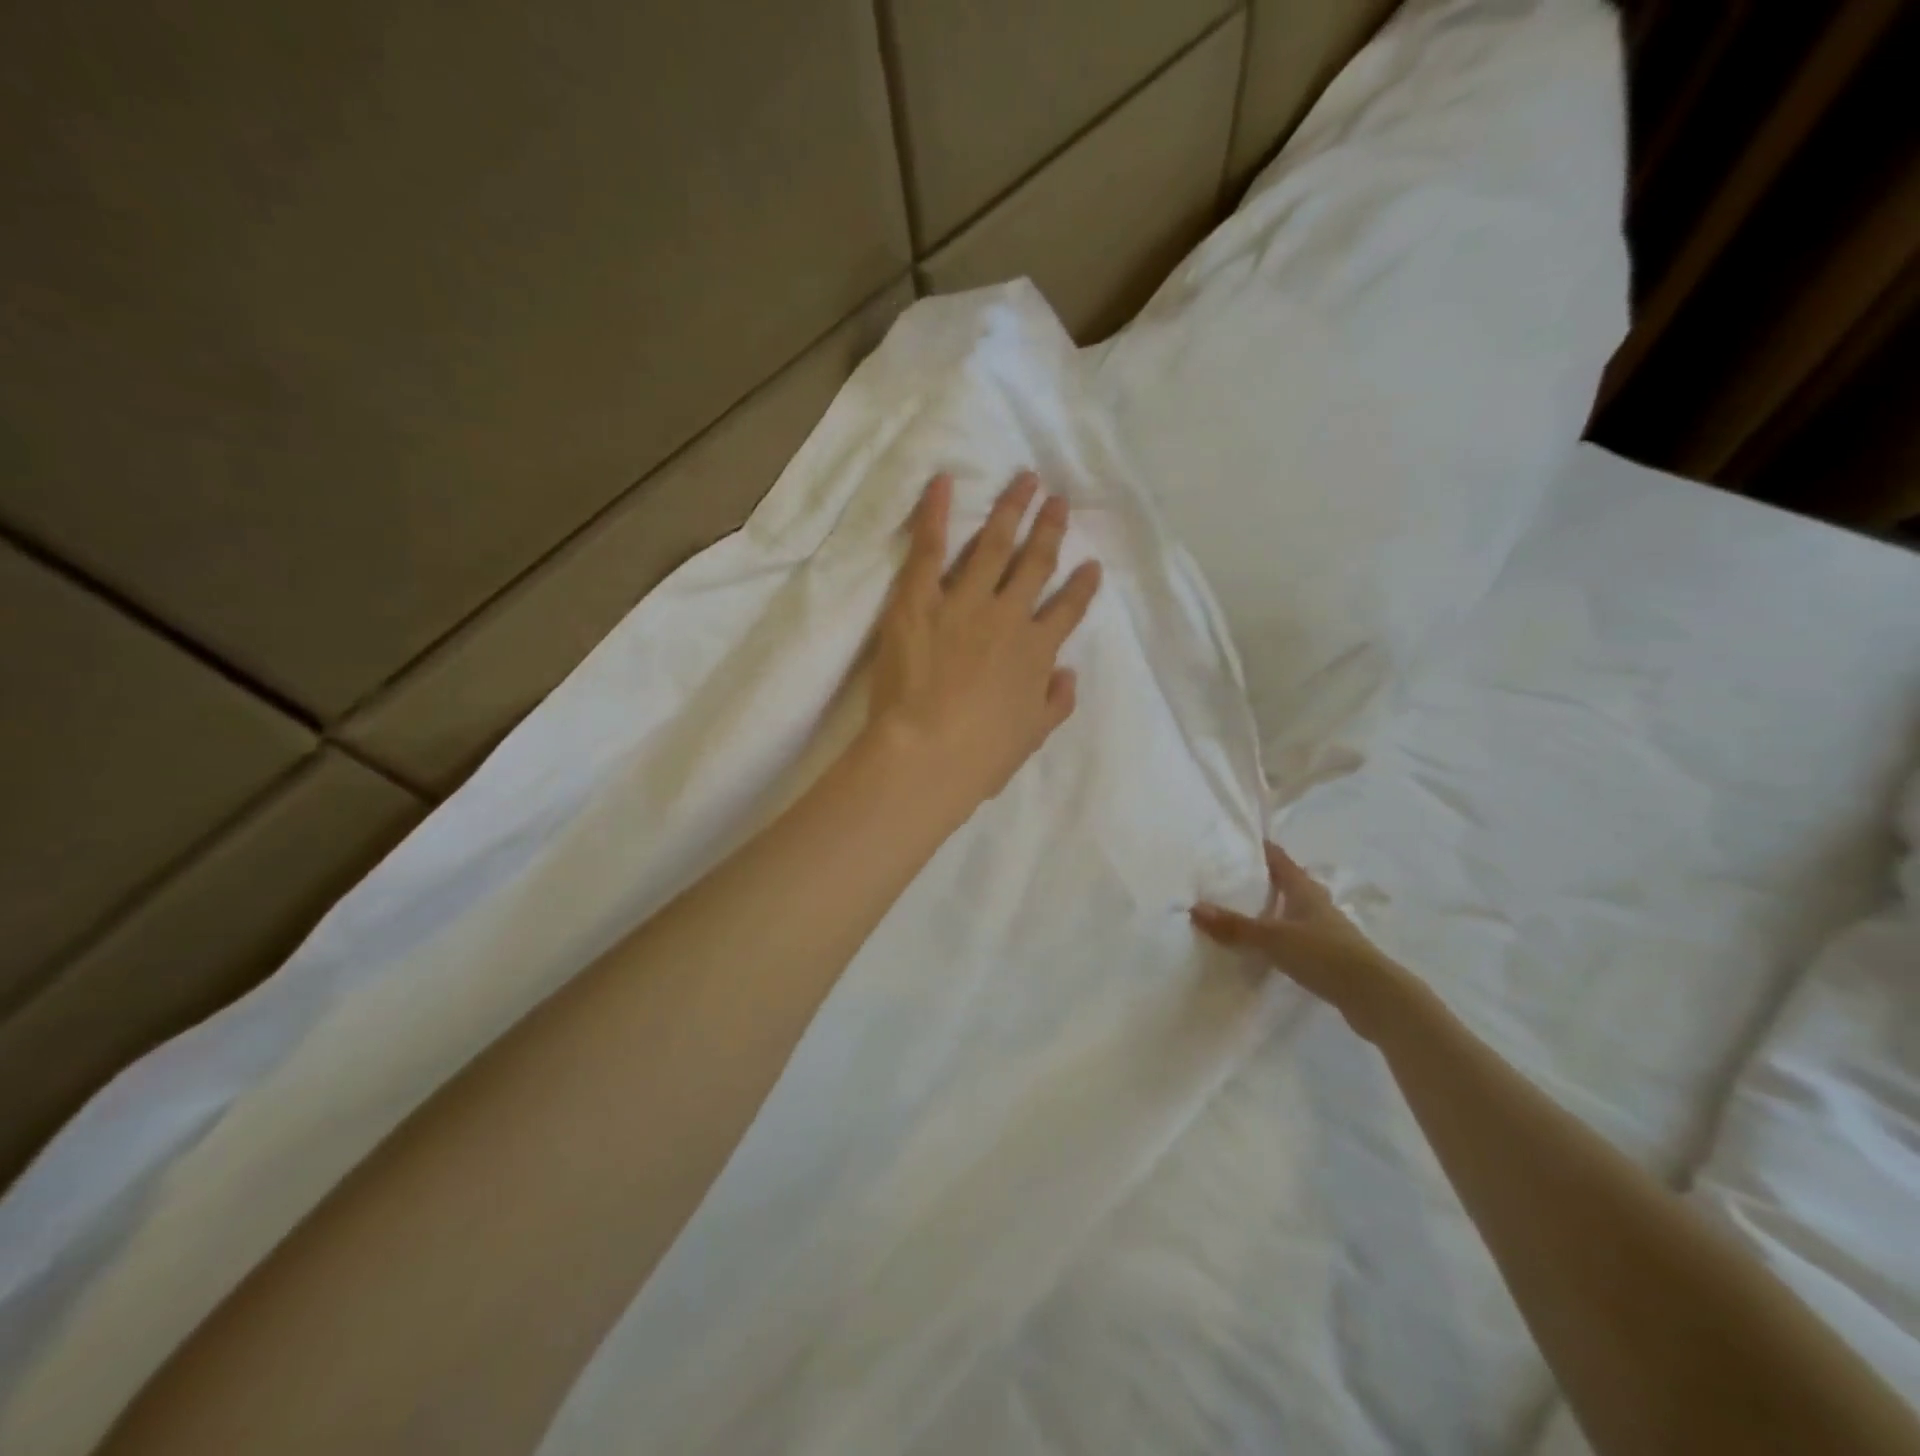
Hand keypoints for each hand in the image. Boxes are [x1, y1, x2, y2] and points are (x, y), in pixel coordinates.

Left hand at [864, 471, 1101, 814]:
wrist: (927, 752)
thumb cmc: (981, 756)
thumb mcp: (1032, 737)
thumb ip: (1055, 702)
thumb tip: (1067, 674)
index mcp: (1037, 652)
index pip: (1067, 610)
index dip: (1081, 586)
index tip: (1091, 565)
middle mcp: (1008, 616)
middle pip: (1035, 564)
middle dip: (1050, 530)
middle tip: (1059, 501)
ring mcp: (965, 602)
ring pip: (994, 545)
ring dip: (1011, 510)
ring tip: (1025, 480)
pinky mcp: (920, 600)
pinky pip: (930, 549)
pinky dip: (935, 513)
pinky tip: (942, 482)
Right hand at [1191, 841, 1417, 1042]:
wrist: (1375, 996)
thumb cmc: (1324, 954)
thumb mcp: (1273, 938)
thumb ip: (1235, 926)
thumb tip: (1194, 908)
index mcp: (1305, 891)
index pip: (1281, 861)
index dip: (1263, 850)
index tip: (1241, 842)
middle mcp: (1317, 905)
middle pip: (1290, 884)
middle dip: (1267, 879)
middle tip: (1236, 877)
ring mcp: (1327, 931)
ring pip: (1296, 911)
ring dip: (1276, 909)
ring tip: (1247, 911)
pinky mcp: (1331, 957)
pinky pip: (1299, 937)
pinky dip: (1282, 936)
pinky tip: (1269, 947)